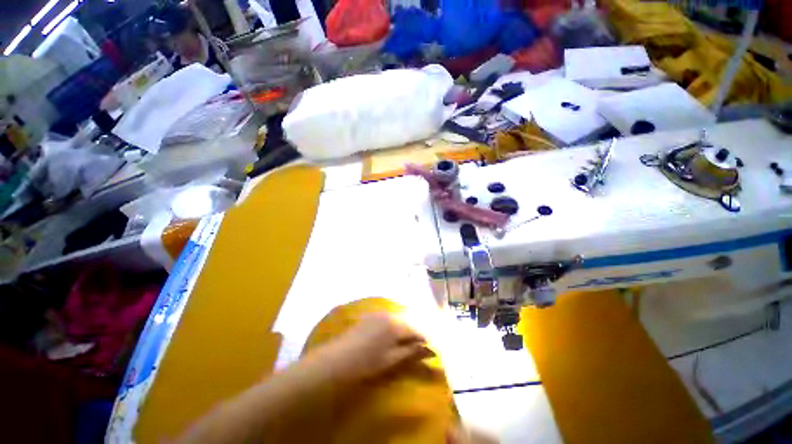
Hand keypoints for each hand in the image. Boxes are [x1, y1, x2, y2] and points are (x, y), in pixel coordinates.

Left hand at [306, 313, 433, 382]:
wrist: (338, 357)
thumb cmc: (367, 362)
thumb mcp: (392, 359)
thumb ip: (411, 352)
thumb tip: (430, 349)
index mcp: (396, 326)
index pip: (416, 331)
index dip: (423, 340)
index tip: (428, 349)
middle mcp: (389, 315)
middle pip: (406, 323)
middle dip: (412, 334)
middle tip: (415, 346)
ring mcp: (378, 313)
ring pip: (397, 320)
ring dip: (402, 330)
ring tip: (402, 343)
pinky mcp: (370, 316)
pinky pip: (387, 318)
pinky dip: (392, 326)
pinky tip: (388, 336)